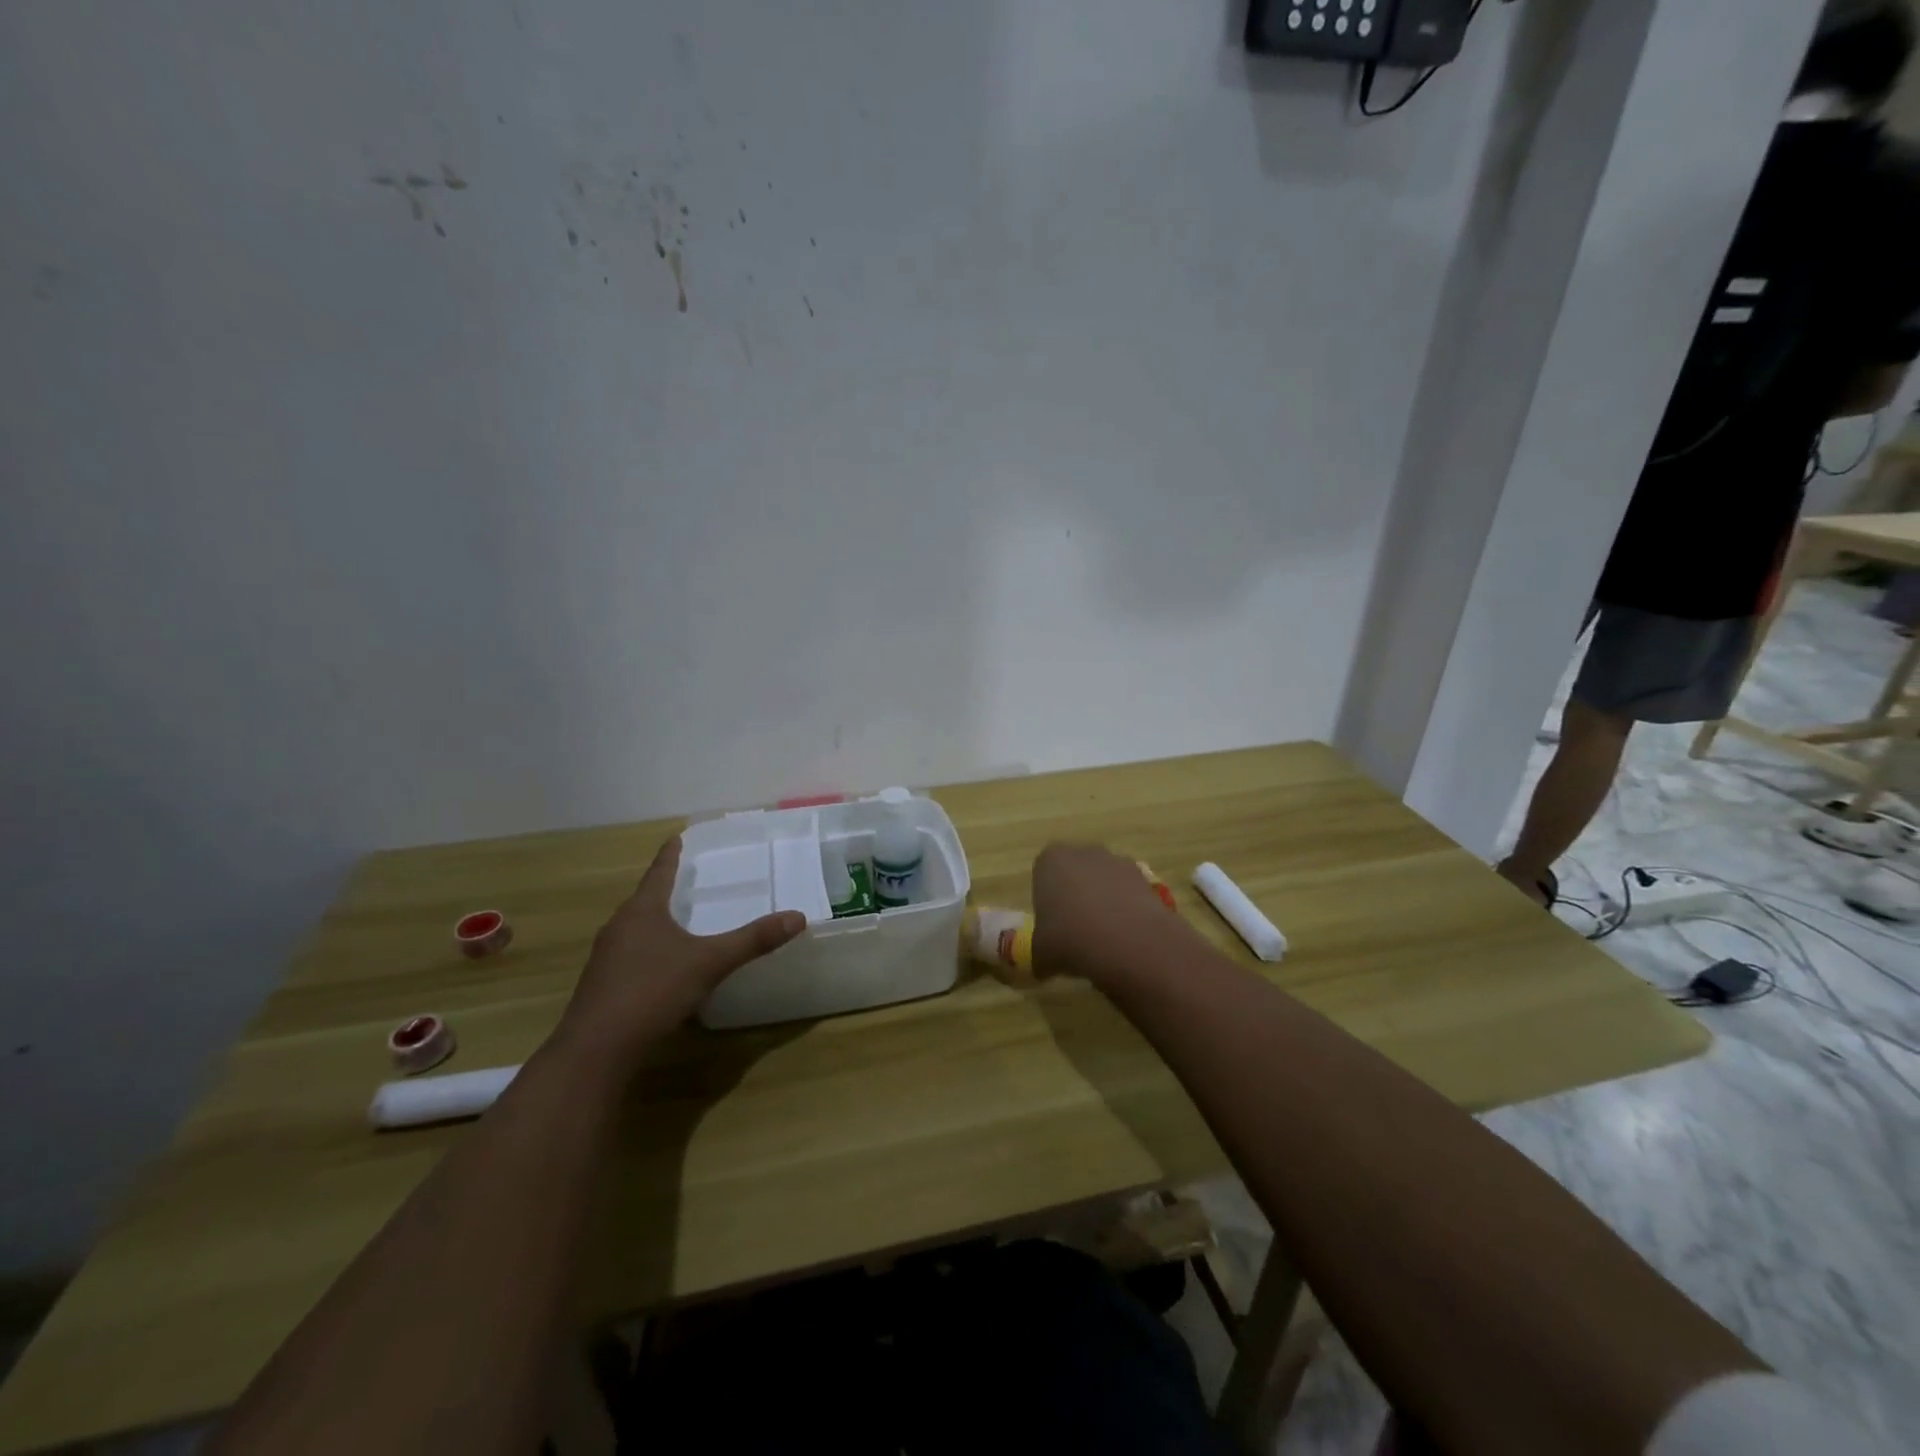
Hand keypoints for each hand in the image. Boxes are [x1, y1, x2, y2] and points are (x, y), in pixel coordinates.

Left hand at [554, 836, 804, 1065]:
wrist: (596, 1049)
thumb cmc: (652, 991)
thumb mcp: (710, 963)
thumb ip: (752, 940)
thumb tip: (797, 917)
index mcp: (642, 911)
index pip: (659, 872)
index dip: (670, 855)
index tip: (676, 837)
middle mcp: (619, 927)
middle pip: (643, 899)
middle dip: (663, 888)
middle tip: (684, 878)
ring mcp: (606, 958)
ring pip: (634, 928)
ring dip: (654, 921)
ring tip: (676, 919)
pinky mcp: (602, 985)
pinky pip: (629, 955)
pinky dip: (648, 950)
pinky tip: (662, 966)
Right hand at [1032, 842, 1189, 985]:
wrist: (1128, 942)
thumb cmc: (1071, 939)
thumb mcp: (1040, 954)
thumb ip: (1038, 954)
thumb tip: (1041, 966)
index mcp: (1051, 860)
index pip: (1043, 874)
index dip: (1046, 901)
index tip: (1051, 926)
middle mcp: (1083, 852)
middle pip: (1075, 873)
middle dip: (1076, 896)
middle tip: (1075, 931)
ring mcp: (1117, 862)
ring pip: (1104, 882)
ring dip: (1103, 902)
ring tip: (1104, 939)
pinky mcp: (1145, 878)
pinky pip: (1128, 893)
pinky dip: (1126, 910)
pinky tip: (1125, 937)